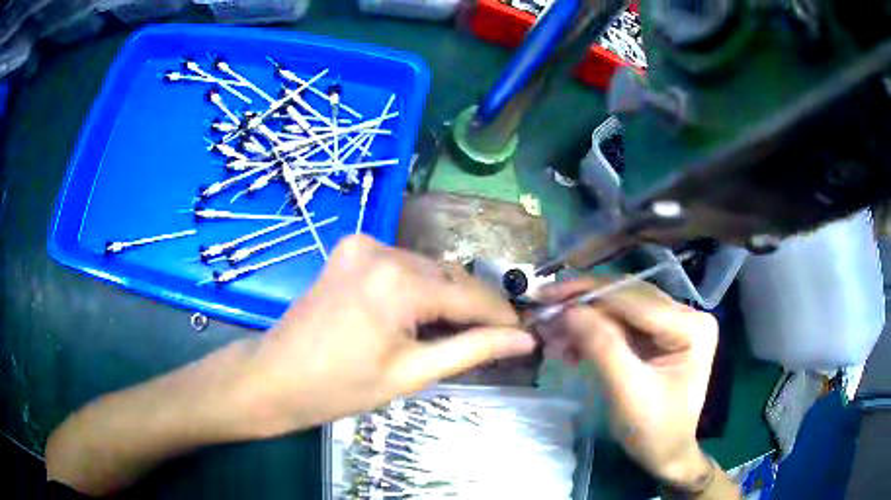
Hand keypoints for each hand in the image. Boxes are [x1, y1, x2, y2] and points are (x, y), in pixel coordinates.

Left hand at [237, 235, 536, 437]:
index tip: (524, 333)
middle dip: (475, 307)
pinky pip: (401, 266)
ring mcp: (363, 244)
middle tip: (495, 338)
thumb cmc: (340, 387)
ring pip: (426, 270)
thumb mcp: (412, 373)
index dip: (501, 316)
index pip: (469, 296)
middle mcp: (383, 250)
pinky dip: (419, 287)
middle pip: (449, 278)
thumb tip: (524, 340)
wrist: (274, 377)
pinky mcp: (350, 249)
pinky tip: (421, 314)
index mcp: (398, 282)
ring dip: (447, 297)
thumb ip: (473, 350)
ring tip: (459, 331)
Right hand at [536, 278, 717, 485]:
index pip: (636, 301)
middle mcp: (685, 314)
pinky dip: (592, 332)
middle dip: (584, 305)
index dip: (590, 297)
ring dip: (584, 318)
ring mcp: (672, 322)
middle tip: (544, 309)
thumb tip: (568, 309)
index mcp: (691, 325)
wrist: (664, 454)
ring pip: (620, 307)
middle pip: (627, 298)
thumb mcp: (628, 391)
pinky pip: (620, 323)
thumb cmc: (654, 429)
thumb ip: (602, 347)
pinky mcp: (657, 335)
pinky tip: (571, 345)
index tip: (548, 299)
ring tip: (552, 333)